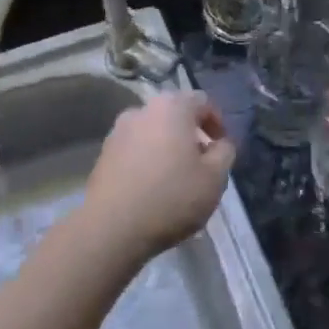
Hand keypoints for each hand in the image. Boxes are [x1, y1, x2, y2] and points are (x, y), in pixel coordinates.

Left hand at [79, 91, 235, 260]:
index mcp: (172, 107)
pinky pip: (135, 148)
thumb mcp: (215, 178)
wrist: (112, 227)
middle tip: (202, 162)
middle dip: (191, 134)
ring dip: (168, 146)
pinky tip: (152, 186)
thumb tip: (220, 143)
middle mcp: (142, 109)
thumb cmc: (172, 197)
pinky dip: (148, 159)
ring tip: (176, 176)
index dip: (218, 122)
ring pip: (153, 131)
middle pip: (175, 114)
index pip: (203, 101)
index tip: (222, 148)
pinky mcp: (104, 153)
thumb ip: (225, 152)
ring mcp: (118, 130)